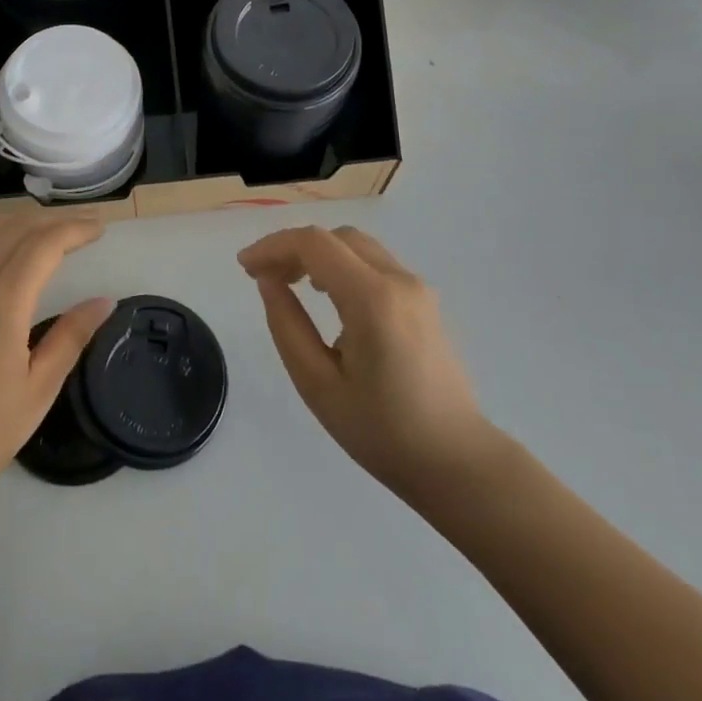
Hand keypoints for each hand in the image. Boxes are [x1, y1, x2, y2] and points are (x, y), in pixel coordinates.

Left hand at [0, 216, 113, 515]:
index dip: (74, 230)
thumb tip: (104, 301)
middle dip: (51, 221)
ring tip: (40, 227)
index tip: (100, 229)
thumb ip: (71, 337)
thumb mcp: (38, 389)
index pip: (44, 245)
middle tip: (81, 226)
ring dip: (12, 222)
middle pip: (13, 231)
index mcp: (3, 301)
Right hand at [238, 226, 497, 501]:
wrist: (456, 463)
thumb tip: (269, 281)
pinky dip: (342, 265)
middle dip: (294, 247)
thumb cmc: (381, 431)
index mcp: (372, 299)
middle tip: (264, 276)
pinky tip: (327, 295)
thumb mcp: (317, 384)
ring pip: (357, 246)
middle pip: (336, 237)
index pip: (314, 244)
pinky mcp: (425, 301)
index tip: (245, 267)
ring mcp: (417, 288)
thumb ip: (287, 324)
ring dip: (319, 254)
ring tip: (291, 283)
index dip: (273, 246)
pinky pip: (375, 263)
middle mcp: (399, 281)